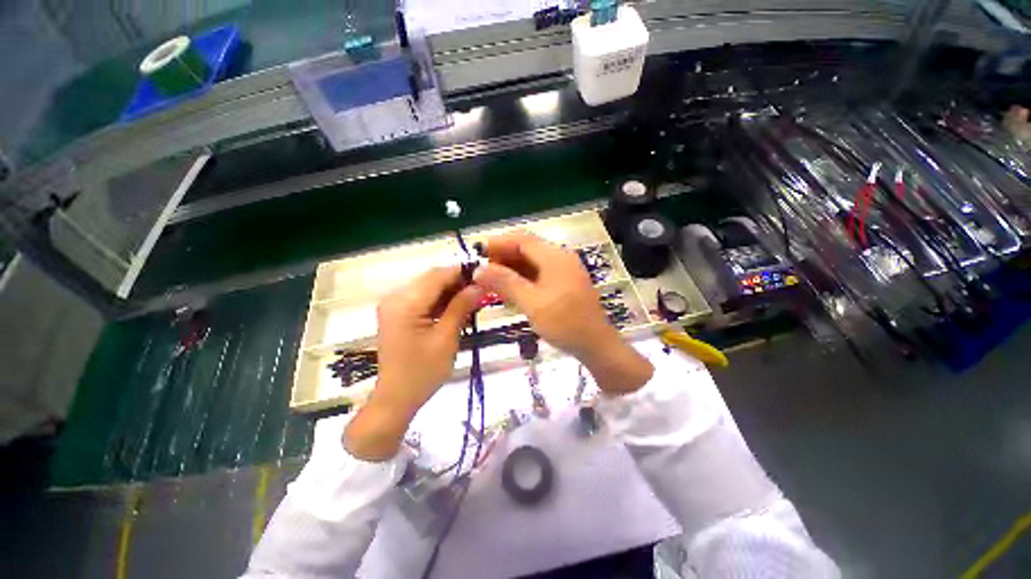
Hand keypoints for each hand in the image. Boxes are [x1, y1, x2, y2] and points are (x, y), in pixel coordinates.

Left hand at [345, 266, 481, 460]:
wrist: (396, 399)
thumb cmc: (423, 372)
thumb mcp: (446, 338)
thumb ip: (461, 307)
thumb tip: (480, 285)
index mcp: (404, 303)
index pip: (437, 275)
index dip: (462, 272)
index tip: (485, 275)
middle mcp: (395, 298)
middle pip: (431, 279)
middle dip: (458, 281)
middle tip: (482, 289)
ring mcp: (394, 305)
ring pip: (428, 287)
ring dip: (450, 291)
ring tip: (474, 299)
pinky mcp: (398, 313)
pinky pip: (423, 298)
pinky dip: (441, 300)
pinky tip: (457, 307)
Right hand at [474, 232, 652, 394]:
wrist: (595, 345)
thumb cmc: (565, 323)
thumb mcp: (532, 303)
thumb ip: (505, 283)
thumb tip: (479, 270)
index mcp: (555, 257)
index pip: (522, 240)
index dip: (498, 243)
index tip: (477, 252)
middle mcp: (560, 258)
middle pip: (527, 249)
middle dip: (503, 257)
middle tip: (481, 270)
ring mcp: (563, 271)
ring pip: (531, 263)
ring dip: (511, 269)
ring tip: (490, 280)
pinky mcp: (563, 284)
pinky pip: (538, 275)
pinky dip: (522, 279)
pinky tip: (509, 289)